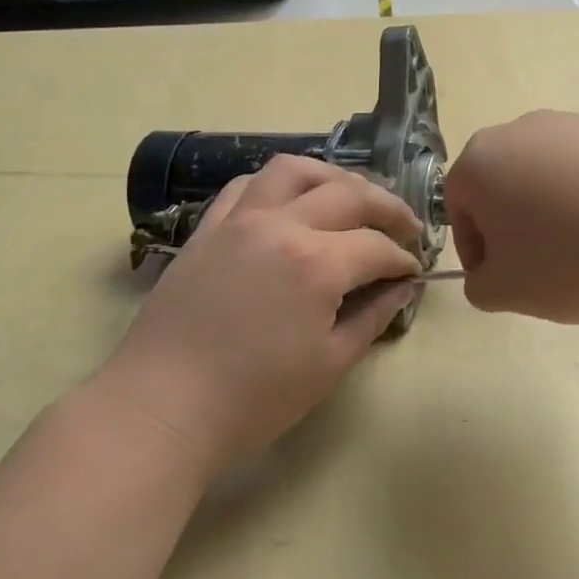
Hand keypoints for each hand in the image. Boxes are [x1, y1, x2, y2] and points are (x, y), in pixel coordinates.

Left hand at [93, 157, 423, 471]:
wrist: (165, 407)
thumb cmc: (255, 398)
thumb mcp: (330, 363)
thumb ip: (373, 317)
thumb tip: (403, 289)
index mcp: (317, 263)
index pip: (377, 247)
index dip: (403, 259)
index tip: (413, 273)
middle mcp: (281, 225)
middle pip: (348, 194)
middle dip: (388, 207)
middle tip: (406, 227)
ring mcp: (238, 221)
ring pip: (294, 171)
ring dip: (333, 178)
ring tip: (351, 198)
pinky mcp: (207, 229)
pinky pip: (247, 186)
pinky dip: (278, 185)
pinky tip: (290, 202)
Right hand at [444, 111, 578, 323]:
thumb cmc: (572, 258)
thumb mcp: (508, 292)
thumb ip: (479, 287)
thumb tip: (487, 276)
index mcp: (481, 162)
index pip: (457, 207)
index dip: (474, 249)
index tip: (501, 279)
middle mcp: (523, 130)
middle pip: (505, 184)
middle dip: (516, 226)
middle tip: (542, 267)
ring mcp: (578, 122)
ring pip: (552, 175)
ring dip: (558, 211)